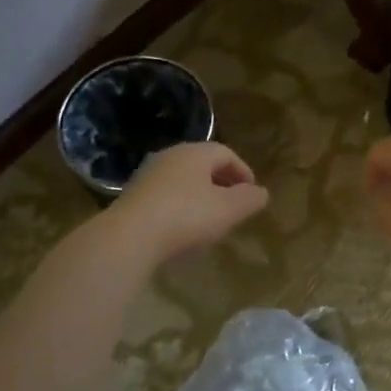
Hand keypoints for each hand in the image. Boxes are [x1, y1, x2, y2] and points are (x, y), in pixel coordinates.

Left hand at [108, 141, 268, 262]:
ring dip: (200, 195)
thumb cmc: (186, 217)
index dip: (243, 172)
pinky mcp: (132, 197)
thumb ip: (250, 199)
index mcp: (195, 153)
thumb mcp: (229, 210)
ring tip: (211, 219)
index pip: (226, 153)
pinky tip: (183, 228)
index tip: (252, 193)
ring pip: (183, 180)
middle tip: (234, 205)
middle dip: (222, 183)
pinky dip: (181, 206)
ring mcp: (147, 176)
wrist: (129, 237)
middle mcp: (169, 156)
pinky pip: (166, 196)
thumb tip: (261, 192)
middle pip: (203, 164)